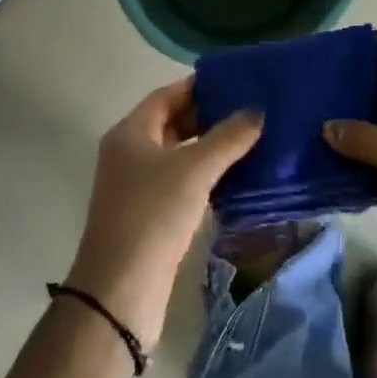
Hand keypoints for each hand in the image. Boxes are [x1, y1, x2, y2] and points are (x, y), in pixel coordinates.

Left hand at [66, 79, 261, 349]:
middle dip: (209, 116)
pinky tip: (235, 178)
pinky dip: (205, 176)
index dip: (201, 86)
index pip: (168, 94)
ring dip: (210, 148)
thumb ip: (227, 138)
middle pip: (173, 122)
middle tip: (250, 110)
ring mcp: (137, 186)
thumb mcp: (194, 170)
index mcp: (130, 132)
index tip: (237, 82)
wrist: (120, 295)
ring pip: (179, 154)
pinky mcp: (149, 216)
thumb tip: (257, 111)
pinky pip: (181, 182)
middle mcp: (129, 153)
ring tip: (251, 139)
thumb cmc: (153, 216)